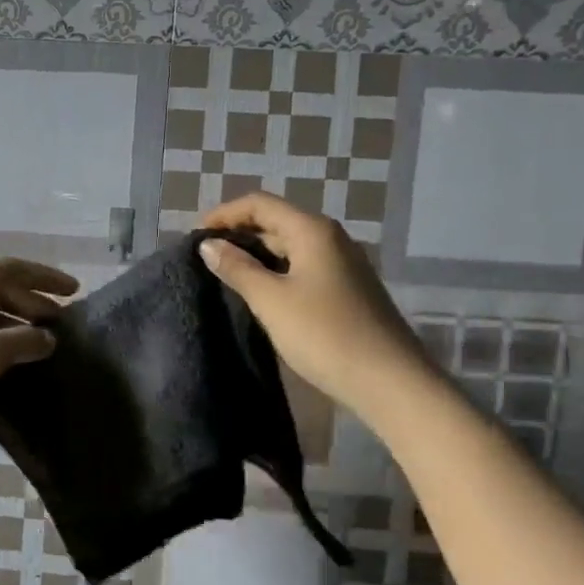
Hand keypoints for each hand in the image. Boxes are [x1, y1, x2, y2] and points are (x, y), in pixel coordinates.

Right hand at [199, 192, 427, 420]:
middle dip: (239, 233)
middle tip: (206, 256)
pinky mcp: (346, 289)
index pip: (260, 204)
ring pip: (289, 246)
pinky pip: (302, 267)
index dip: (224, 214)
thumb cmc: (324, 334)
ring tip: (225, 274)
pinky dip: (275, 271)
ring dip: (256, 254)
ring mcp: (342, 264)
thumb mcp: (271, 300)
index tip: (195, 235)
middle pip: (276, 221)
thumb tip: (209, 245)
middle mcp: (330, 238)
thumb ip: (237, 269)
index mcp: (312, 230)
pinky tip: (259, 293)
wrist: (388, 380)